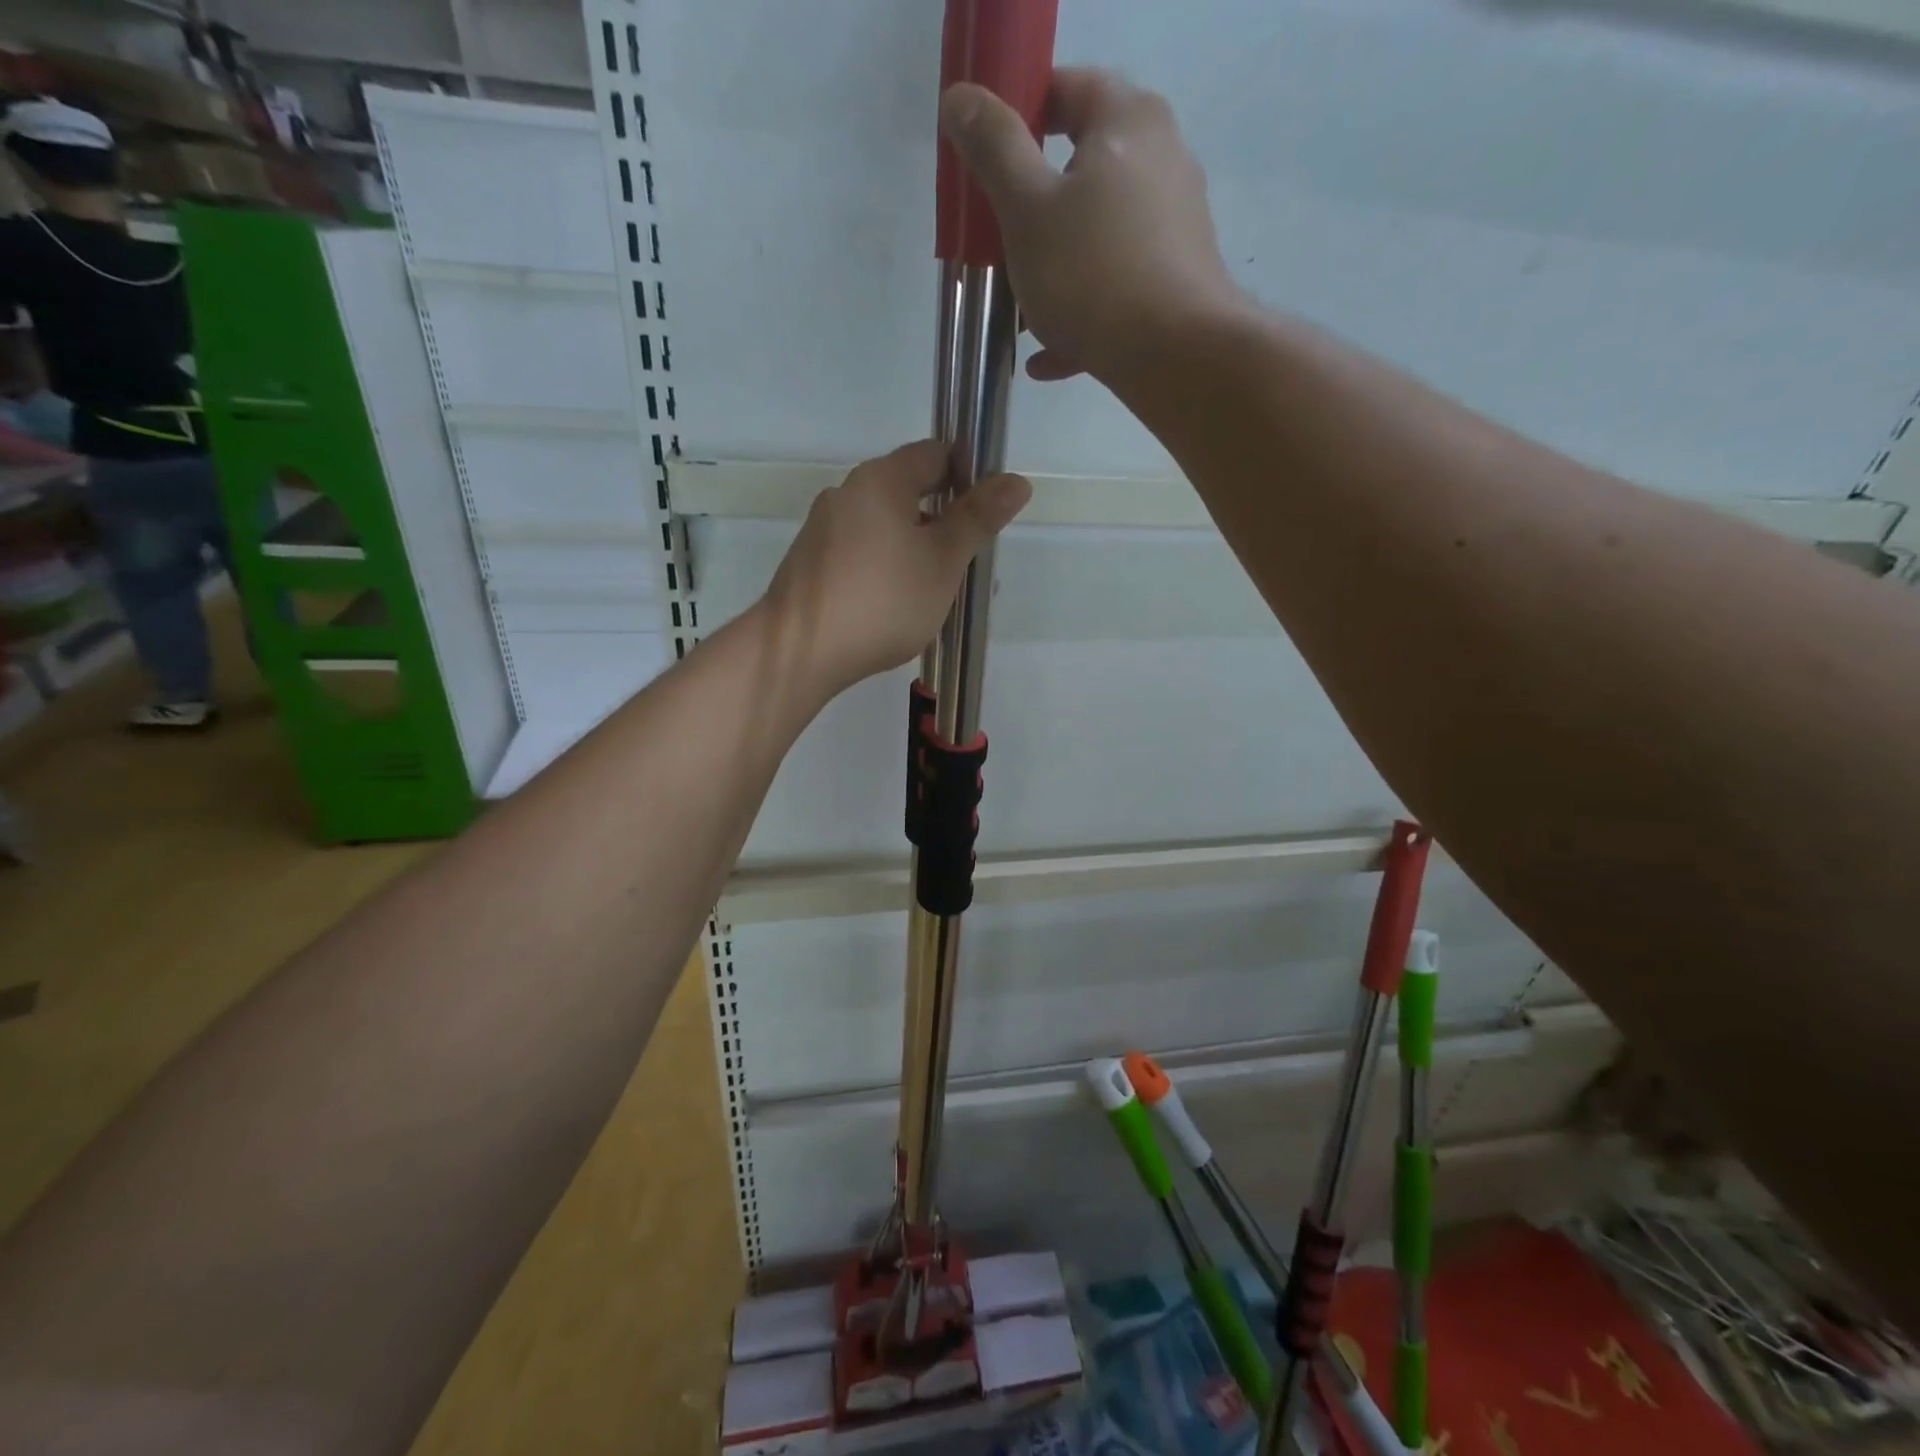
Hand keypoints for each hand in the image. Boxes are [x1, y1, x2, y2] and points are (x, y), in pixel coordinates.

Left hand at [760, 440, 1030, 700]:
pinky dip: (886, 567)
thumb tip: (1016, 481)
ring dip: (917, 549)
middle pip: (908, 491)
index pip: (935, 454)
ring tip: (937, 593)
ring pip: (885, 527)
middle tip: (968, 564)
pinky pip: (862, 552)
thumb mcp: (943, 561)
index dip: (969, 475)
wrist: (801, 651)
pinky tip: (896, 605)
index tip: (987, 515)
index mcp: (880, 479)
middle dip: (944, 522)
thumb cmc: (883, 600)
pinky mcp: (811, 563)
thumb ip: (978, 519)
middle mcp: (847, 493)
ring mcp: (823, 529)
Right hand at [939, 68, 1242, 387]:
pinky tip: (1046, 359)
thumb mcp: (1026, 209)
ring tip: (1020, 318)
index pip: (1065, 90)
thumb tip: (960, 100)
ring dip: (1054, 275)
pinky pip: (1116, 290)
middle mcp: (1162, 160)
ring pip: (1097, 240)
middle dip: (1033, 214)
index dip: (1018, 120)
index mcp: (1127, 122)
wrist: (1174, 357)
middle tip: (998, 248)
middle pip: (1082, 172)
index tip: (986, 166)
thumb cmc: (1091, 273)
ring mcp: (1175, 226)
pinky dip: (1080, 317)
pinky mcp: (1177, 282)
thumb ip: (994, 150)